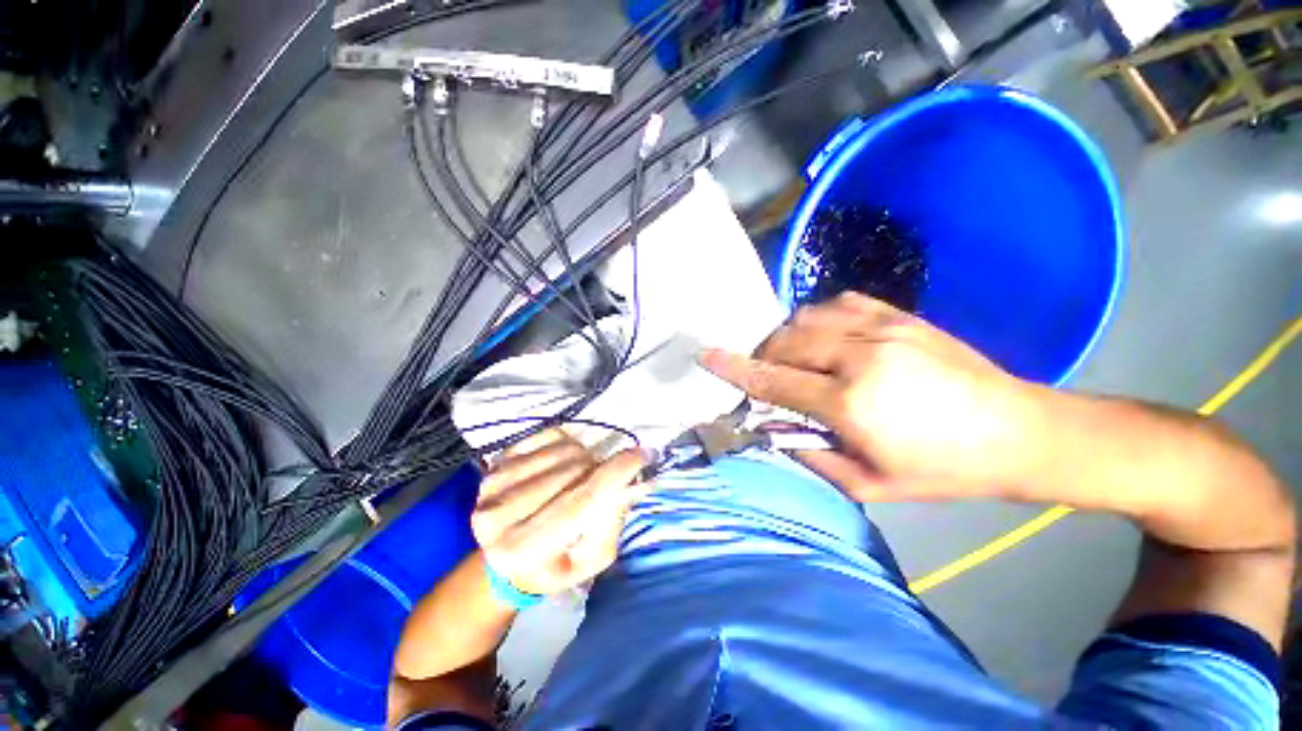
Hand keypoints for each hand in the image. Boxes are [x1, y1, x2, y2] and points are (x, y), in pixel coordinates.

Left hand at [471, 429, 647, 596]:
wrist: (504, 560)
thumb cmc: (554, 564)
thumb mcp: (592, 559)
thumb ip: (612, 520)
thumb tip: (633, 479)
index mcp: (524, 551)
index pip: (583, 500)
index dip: (619, 472)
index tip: (646, 453)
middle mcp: (499, 515)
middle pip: (575, 471)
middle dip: (601, 468)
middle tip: (606, 477)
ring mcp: (493, 484)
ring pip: (563, 451)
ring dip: (584, 458)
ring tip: (581, 475)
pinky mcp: (496, 462)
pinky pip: (547, 437)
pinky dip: (566, 444)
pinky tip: (563, 462)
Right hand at [700, 293, 1041, 501]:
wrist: (1017, 432)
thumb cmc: (941, 470)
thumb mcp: (868, 483)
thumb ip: (810, 454)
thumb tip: (772, 427)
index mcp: (850, 402)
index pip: (772, 379)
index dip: (733, 367)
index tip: (705, 355)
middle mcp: (859, 355)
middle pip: (784, 342)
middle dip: (763, 356)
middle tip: (768, 377)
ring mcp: (881, 328)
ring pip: (805, 317)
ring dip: (787, 338)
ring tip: (795, 359)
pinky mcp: (899, 315)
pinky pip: (837, 303)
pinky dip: (817, 320)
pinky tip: (826, 338)